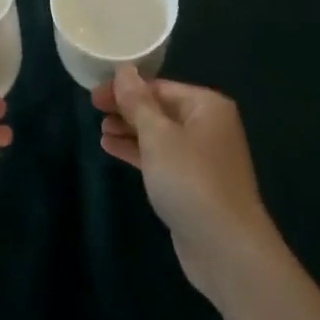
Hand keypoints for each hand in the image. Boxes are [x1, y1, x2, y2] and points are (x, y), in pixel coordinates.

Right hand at [93, 66, 278, 305]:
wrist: (226, 249)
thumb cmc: (191, 180)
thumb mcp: (158, 136)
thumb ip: (138, 102)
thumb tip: (124, 70)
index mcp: (206, 106)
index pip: (160, 87)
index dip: (126, 88)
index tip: (94, 94)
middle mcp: (208, 126)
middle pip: (160, 109)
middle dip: (127, 109)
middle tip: (93, 110)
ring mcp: (202, 158)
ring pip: (159, 135)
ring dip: (130, 131)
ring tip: (101, 131)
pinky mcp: (193, 185)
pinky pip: (161, 158)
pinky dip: (138, 152)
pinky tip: (112, 149)